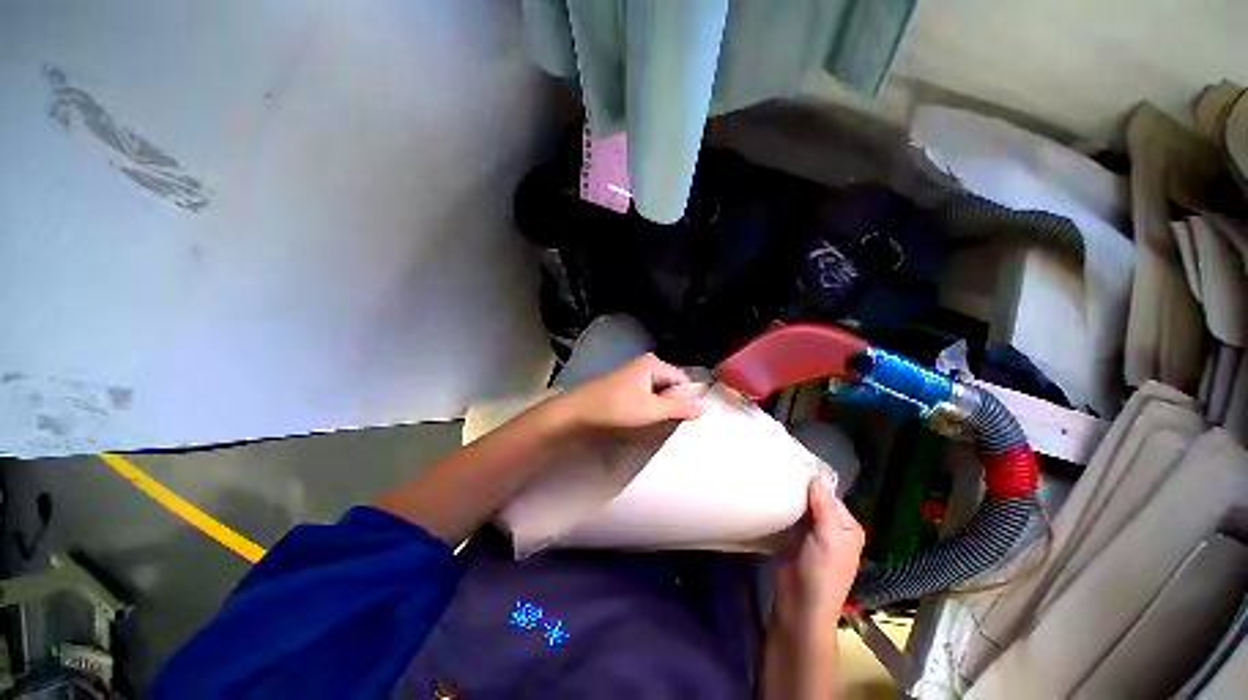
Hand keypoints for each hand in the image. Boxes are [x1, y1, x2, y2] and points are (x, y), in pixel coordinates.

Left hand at [551, 353, 705, 430]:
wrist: (578, 411)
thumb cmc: (617, 407)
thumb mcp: (651, 409)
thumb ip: (679, 408)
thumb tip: (704, 407)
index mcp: (654, 363)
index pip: (683, 379)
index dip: (688, 398)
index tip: (688, 418)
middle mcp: (646, 364)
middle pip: (671, 384)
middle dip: (674, 402)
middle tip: (673, 422)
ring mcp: (635, 374)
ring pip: (659, 390)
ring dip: (661, 405)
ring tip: (658, 421)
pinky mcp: (626, 384)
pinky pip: (647, 393)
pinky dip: (650, 405)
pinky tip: (645, 417)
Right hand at [772, 474, 865, 634]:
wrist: (799, 605)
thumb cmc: (821, 572)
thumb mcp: (828, 538)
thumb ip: (824, 507)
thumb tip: (818, 475)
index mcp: (848, 528)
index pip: (831, 495)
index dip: (814, 482)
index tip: (793, 464)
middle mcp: (833, 529)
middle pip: (815, 500)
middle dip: (800, 488)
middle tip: (778, 468)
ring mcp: (812, 535)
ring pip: (801, 508)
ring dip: (790, 497)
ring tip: (771, 477)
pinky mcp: (794, 540)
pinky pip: (790, 517)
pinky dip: (782, 508)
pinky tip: (770, 496)